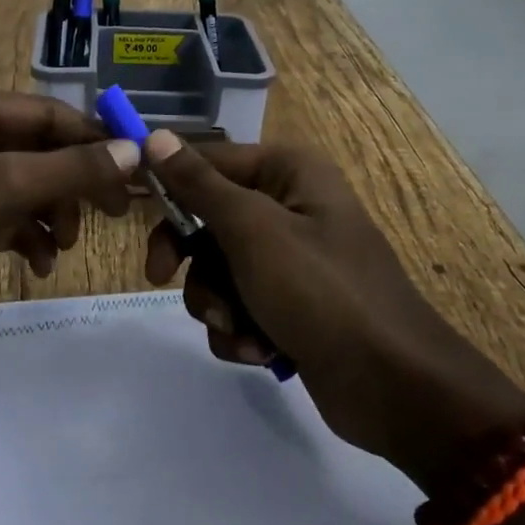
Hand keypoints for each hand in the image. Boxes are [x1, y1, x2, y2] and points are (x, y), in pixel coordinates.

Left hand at [0, 88, 139, 358]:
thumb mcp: (1, 191)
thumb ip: (71, 170)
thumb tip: (135, 151)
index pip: (48, 114)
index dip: (93, 139)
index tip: (135, 171)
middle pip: (39, 150)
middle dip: (73, 183)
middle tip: (112, 213)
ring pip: (25, 186)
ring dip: (52, 214)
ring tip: (65, 246)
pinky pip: (5, 217)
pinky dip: (27, 236)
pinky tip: (40, 264)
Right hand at [140, 131, 524, 488]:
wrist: (393, 388)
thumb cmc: (321, 291)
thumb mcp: (253, 231)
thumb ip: (200, 186)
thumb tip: (155, 136)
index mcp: (289, 173)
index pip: (209, 162)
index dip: (170, 186)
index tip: (131, 211)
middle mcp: (290, 207)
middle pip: (208, 221)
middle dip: (194, 262)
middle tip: (163, 280)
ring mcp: (291, 261)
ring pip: (217, 271)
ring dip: (217, 304)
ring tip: (242, 329)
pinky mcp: (290, 307)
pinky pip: (239, 307)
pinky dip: (240, 330)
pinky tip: (260, 351)